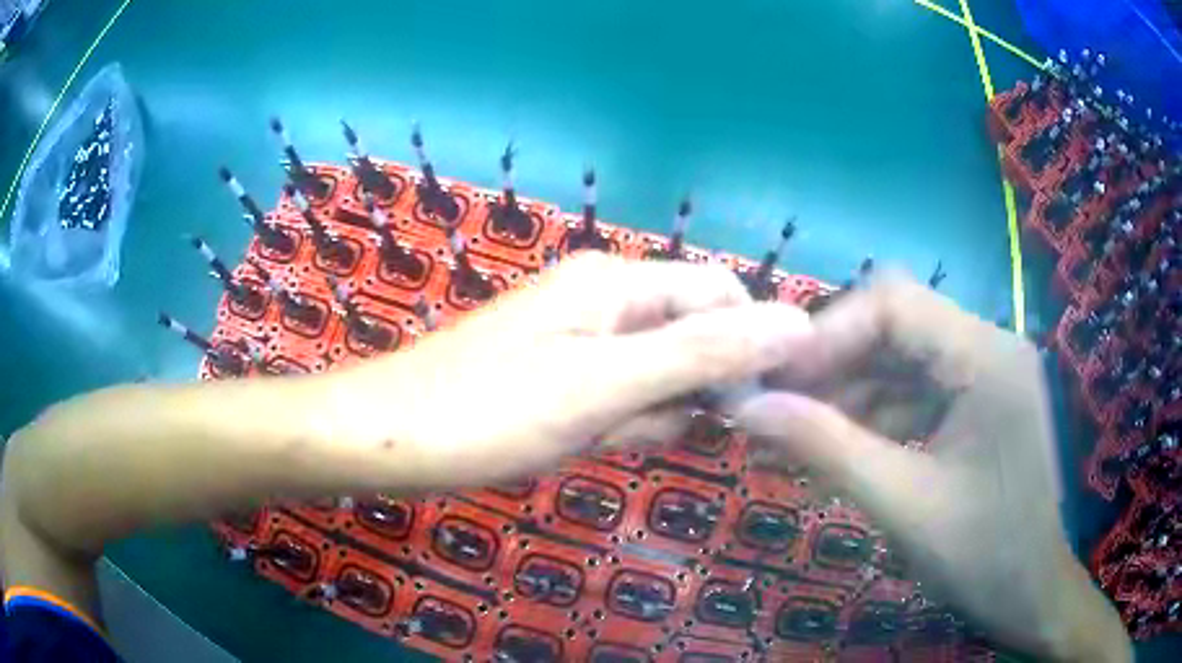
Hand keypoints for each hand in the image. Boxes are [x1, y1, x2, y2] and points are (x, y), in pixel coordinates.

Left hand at [332, 253, 811, 487]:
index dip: (747, 347)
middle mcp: (606, 298)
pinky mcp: (562, 374)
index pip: (724, 296)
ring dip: (645, 415)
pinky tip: (575, 441)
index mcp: (620, 281)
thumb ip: (704, 353)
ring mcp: (581, 338)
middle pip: (693, 337)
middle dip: (685, 392)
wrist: (386, 439)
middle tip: (638, 427)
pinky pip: (619, 397)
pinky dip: (613, 425)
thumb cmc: (487, 411)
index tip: (744, 411)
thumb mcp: (604, 385)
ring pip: (659, 376)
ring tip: (593, 436)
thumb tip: (798, 325)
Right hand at [732, 274, 1130, 661]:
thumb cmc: (984, 557)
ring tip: (795, 429)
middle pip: (898, 326)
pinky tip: (842, 445)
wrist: (1034, 596)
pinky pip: (922, 392)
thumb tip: (747, 408)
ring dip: (851, 391)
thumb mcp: (903, 505)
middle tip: (774, 404)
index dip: (827, 332)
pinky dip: (879, 414)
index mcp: (987, 357)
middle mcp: (991, 347)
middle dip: (834, 363)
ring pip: (906, 360)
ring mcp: (990, 374)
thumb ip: (826, 448)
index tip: (772, 377)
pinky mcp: (984, 403)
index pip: (895, 303)